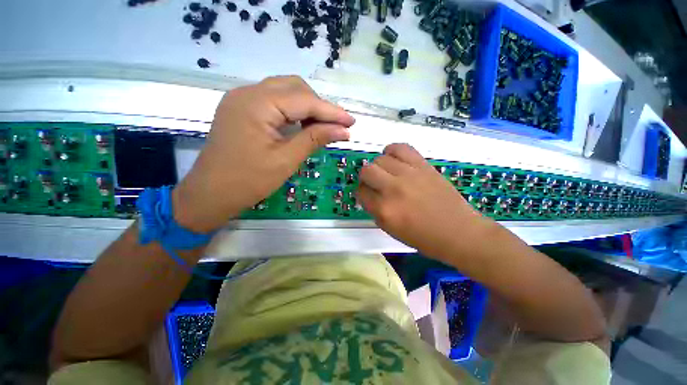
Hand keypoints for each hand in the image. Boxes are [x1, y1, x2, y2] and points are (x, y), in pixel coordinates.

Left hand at [173, 76, 354, 231]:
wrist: (210, 193)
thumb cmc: (248, 181)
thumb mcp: (286, 160)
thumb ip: (315, 139)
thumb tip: (343, 130)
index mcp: (257, 104)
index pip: (304, 100)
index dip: (331, 111)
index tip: (351, 122)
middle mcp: (248, 92)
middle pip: (295, 87)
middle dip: (319, 106)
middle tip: (335, 127)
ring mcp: (242, 99)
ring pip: (285, 91)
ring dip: (307, 107)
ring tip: (321, 127)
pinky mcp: (242, 108)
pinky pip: (274, 101)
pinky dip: (292, 111)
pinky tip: (302, 125)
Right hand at [357, 143, 492, 260]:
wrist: (458, 231)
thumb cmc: (423, 237)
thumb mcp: (391, 229)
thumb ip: (375, 210)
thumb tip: (368, 194)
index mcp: (384, 210)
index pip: (360, 192)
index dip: (361, 193)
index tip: (367, 194)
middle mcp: (393, 189)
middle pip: (366, 171)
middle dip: (366, 178)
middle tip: (375, 183)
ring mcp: (409, 175)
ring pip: (380, 159)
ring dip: (379, 166)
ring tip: (386, 172)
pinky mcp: (423, 166)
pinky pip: (400, 148)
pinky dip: (392, 151)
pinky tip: (395, 159)